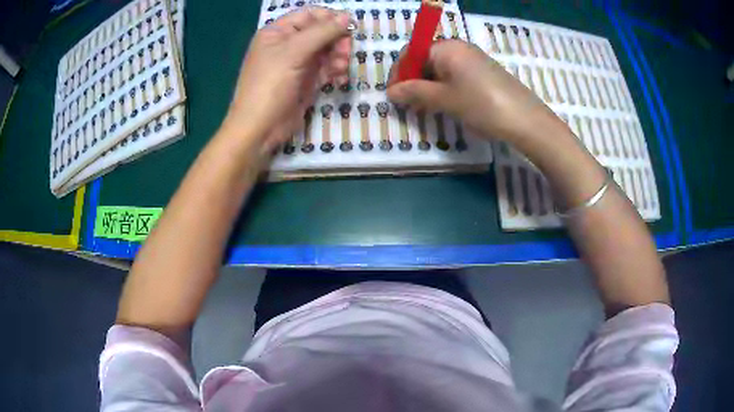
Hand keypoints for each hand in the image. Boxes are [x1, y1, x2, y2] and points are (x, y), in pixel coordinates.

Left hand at [221, 7, 351, 152]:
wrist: (259, 129)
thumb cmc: (270, 86)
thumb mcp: (294, 53)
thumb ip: (322, 32)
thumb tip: (348, 16)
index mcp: (278, 32)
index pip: (309, 15)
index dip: (330, 18)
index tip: (351, 27)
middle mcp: (288, 44)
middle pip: (322, 32)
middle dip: (337, 41)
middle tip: (345, 54)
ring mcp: (298, 63)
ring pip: (327, 50)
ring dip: (338, 58)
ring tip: (340, 70)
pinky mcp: (306, 80)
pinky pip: (327, 68)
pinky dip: (335, 71)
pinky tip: (339, 80)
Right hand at [387, 40, 555, 142]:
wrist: (526, 120)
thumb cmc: (482, 105)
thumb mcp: (444, 99)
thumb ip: (414, 92)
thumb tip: (390, 92)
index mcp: (447, 47)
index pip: (411, 52)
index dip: (399, 73)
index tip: (393, 95)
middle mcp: (459, 48)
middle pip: (425, 59)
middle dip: (413, 80)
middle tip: (408, 104)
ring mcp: (473, 60)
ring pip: (440, 70)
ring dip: (428, 87)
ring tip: (425, 108)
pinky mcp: (484, 74)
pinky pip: (455, 76)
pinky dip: (445, 89)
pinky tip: (446, 105)